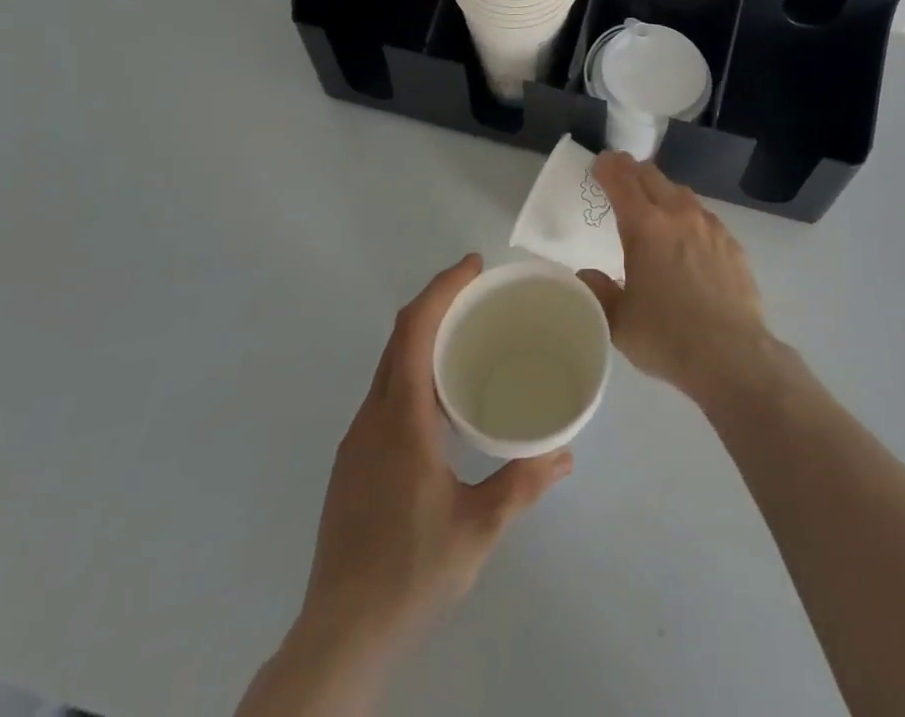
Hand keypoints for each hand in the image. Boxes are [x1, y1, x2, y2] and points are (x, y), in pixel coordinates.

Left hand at [249, 255, 571, 715]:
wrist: (339, 637)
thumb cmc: (410, 573)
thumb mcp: (477, 529)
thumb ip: (522, 485)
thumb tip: (565, 452)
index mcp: (400, 419)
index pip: (413, 330)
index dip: (442, 289)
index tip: (474, 266)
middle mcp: (372, 418)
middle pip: (399, 339)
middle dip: (437, 304)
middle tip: (480, 293)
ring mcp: (357, 441)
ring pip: (389, 367)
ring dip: (424, 339)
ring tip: (468, 339)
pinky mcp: (354, 464)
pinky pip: (386, 394)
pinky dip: (414, 371)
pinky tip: (442, 402)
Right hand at [579, 153, 772, 404]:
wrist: (732, 356)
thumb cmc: (667, 337)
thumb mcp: (618, 321)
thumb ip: (598, 292)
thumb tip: (586, 275)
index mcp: (645, 227)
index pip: (622, 181)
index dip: (608, 168)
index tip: (600, 163)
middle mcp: (678, 215)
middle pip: (652, 177)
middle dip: (633, 171)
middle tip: (620, 174)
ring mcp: (710, 227)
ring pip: (681, 193)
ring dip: (662, 190)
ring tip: (654, 203)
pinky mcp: (732, 244)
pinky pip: (704, 217)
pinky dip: (688, 215)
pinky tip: (688, 236)